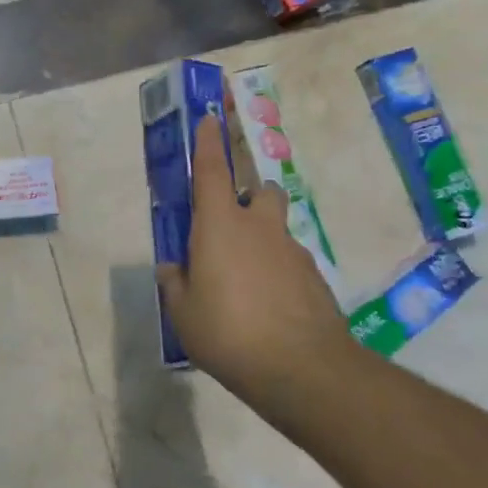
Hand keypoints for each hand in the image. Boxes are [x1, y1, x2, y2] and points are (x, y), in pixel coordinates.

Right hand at [156, 113, 359, 414]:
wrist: (303, 369)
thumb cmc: (228, 332)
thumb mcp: (183, 313)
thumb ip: (175, 284)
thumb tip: (172, 268)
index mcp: (221, 226)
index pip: (210, 172)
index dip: (207, 143)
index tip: (210, 118)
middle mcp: (260, 228)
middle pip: (262, 191)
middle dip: (250, 194)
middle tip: (231, 223)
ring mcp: (292, 252)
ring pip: (277, 228)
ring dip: (263, 238)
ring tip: (245, 279)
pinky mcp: (314, 278)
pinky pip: (289, 261)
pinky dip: (277, 270)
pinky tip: (266, 306)